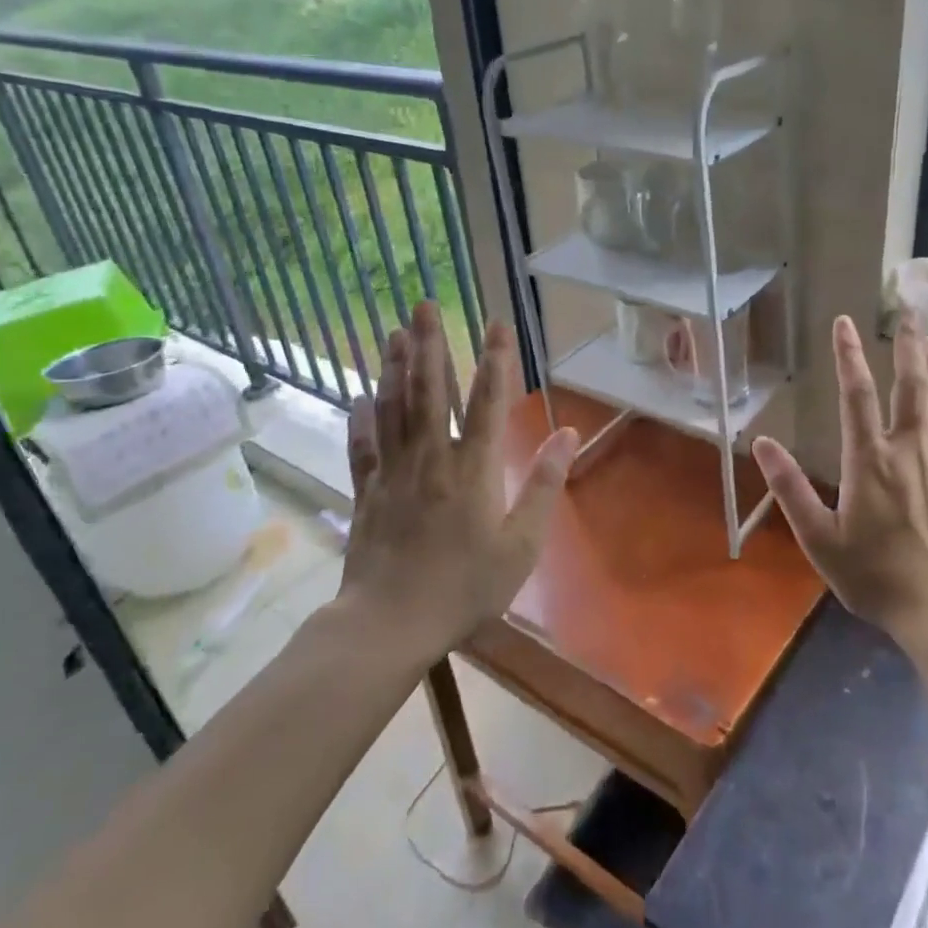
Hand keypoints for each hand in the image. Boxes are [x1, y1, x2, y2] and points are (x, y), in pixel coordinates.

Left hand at [340, 303, 577, 655]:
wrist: (390, 623)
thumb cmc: (465, 587)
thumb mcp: (521, 544)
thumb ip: (543, 485)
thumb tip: (567, 434)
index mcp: (473, 469)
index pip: (486, 402)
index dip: (494, 360)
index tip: (496, 324)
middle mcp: (431, 458)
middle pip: (429, 391)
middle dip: (428, 345)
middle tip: (423, 304)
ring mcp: (393, 473)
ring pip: (393, 408)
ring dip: (394, 367)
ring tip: (394, 332)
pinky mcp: (367, 493)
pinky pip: (363, 446)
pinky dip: (361, 419)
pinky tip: (360, 396)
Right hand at [752, 315, 927, 641]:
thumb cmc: (875, 576)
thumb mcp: (819, 539)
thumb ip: (790, 489)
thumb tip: (761, 444)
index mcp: (869, 461)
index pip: (858, 395)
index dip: (849, 355)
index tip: (844, 322)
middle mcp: (908, 450)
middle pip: (911, 385)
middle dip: (908, 345)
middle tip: (907, 311)